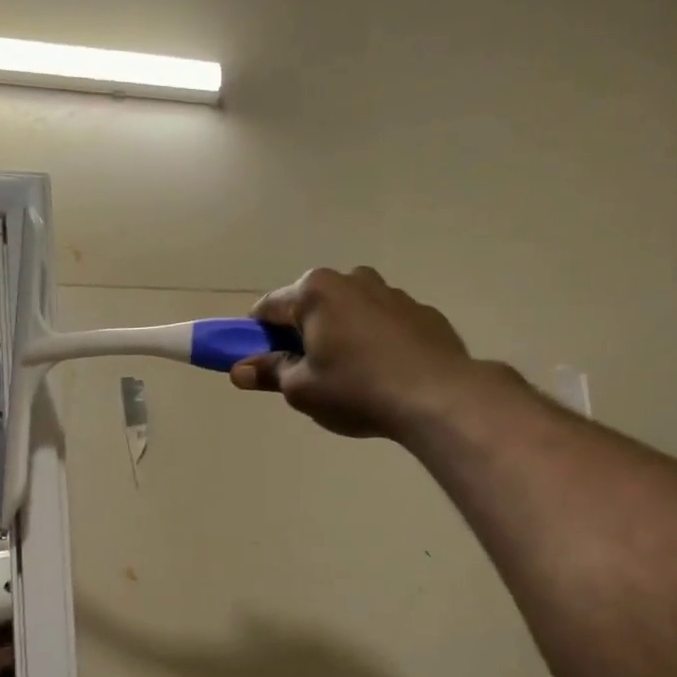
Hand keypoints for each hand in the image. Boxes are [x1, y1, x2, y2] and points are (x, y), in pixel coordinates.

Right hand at [230, 267, 476, 439]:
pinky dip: (375, 342)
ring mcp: (392, 293)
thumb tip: (239, 370)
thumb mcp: (302, 389)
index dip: (255, 336)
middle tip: (306, 375)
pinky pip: (384, 324)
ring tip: (350, 377)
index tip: (259, 362)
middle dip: (302, 335)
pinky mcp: (422, 312)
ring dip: (340, 336)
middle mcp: (352, 279)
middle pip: (311, 306)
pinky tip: (384, 375)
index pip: (268, 308)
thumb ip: (269, 372)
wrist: (437, 396)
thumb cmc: (356, 390)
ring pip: (350, 312)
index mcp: (315, 291)